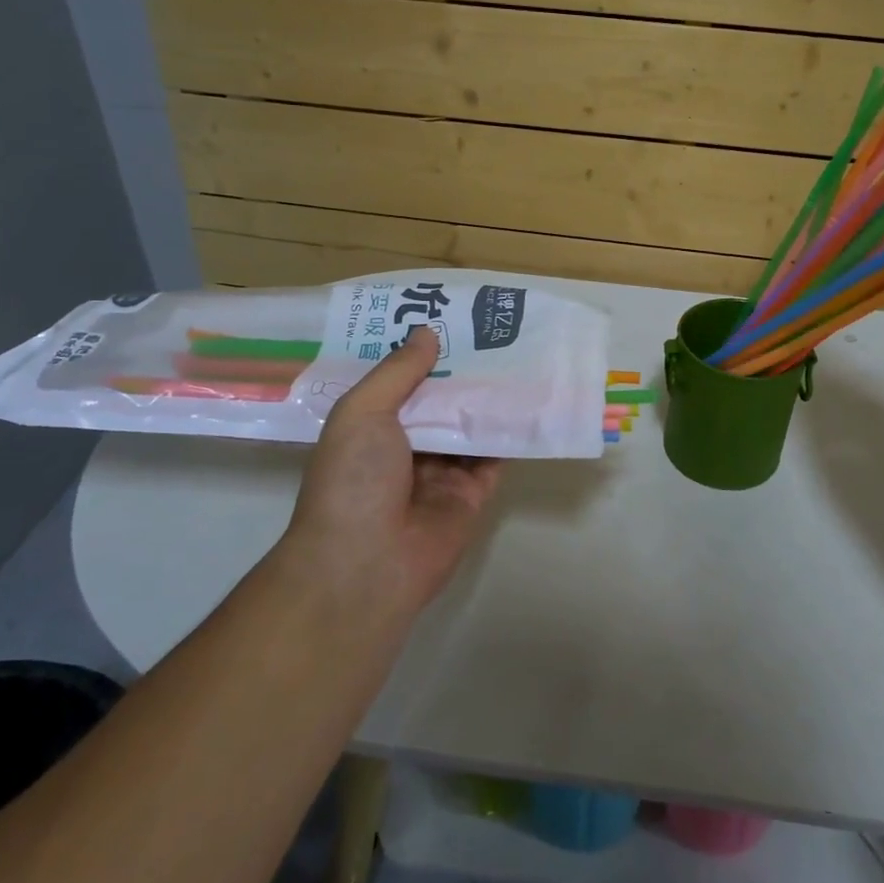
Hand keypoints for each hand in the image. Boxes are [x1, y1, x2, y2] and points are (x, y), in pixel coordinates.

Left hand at [282, 327, 501, 612]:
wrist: (366, 564)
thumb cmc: (353, 480)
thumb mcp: (363, 412)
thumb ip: (398, 372)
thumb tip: (427, 333)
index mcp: (370, 427)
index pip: (401, 382)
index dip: (422, 353)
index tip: (449, 318)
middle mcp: (405, 447)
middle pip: (440, 401)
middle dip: (462, 370)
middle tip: (494, 329)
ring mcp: (440, 472)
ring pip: (470, 425)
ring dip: (490, 397)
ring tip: (520, 354)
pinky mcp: (471, 495)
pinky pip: (495, 456)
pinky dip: (510, 432)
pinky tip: (530, 399)